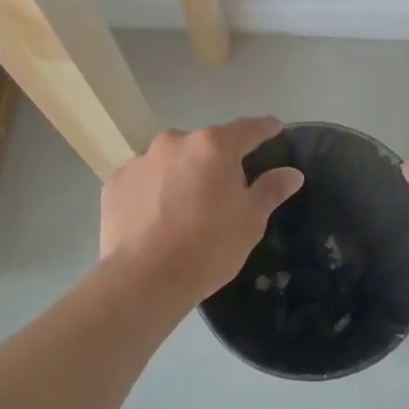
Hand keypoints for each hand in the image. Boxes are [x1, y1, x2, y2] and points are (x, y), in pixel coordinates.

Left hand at [99, 117, 304, 307]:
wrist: (143, 280)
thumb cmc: (208, 247)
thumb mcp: (250, 221)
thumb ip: (271, 189)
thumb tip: (292, 173)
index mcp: (214, 146)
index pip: (249, 129)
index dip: (265, 129)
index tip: (275, 130)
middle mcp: (176, 141)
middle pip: (206, 145)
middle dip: (217, 161)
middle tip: (223, 191)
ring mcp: (141, 160)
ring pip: (172, 161)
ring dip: (182, 174)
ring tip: (184, 208)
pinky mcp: (115, 183)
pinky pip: (143, 180)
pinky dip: (152, 191)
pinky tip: (155, 219)